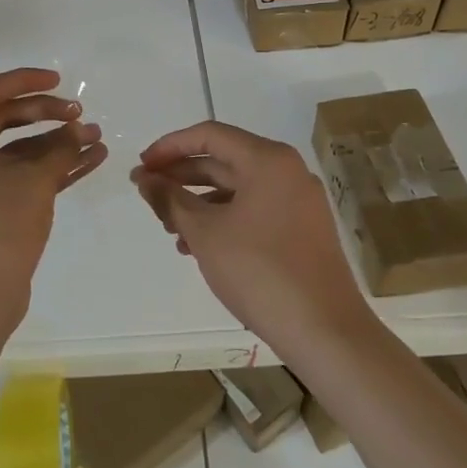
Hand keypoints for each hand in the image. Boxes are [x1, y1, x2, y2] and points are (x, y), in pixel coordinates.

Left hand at [0, 68, 106, 339]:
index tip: (61, 81)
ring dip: (51, 145)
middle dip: (45, 115)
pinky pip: (9, 176)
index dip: (28, 80)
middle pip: (1, 118)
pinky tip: (85, 165)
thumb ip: (61, 147)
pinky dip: (42, 170)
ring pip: (10, 150)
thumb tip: (81, 130)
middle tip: (81, 116)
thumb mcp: (35, 181)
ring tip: (95, 142)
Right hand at [130, 121, 370, 356]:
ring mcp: (298, 202)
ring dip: (198, 202)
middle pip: (224, 160)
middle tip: (148, 195)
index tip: (142, 167)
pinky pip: (253, 211)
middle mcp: (287, 172)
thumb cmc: (259, 271)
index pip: (209, 135)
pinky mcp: (301, 230)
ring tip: (168, 228)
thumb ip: (169, 199)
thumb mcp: (204, 232)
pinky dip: (222, 220)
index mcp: (268, 160)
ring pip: (237, 189)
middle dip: (181, 177)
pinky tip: (196, 247)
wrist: (325, 332)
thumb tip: (144, 179)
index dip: (169, 146)